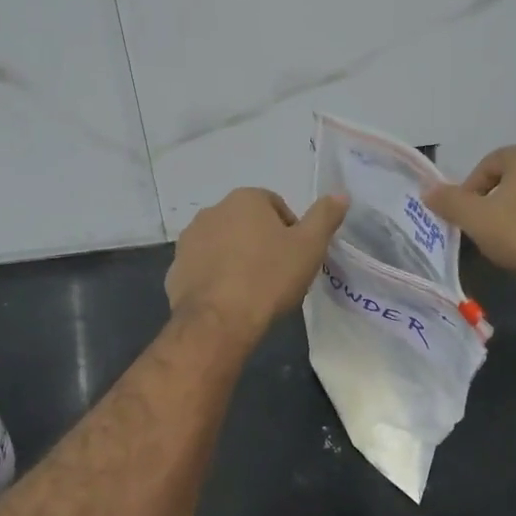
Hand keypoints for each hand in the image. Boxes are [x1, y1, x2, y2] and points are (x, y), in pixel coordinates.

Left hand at [166, 188, 349, 344]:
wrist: (219, 321)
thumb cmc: (269, 277)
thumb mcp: (309, 246)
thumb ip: (325, 216)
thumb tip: (340, 194)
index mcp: (245, 199)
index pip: (276, 206)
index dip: (291, 231)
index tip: (296, 258)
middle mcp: (212, 211)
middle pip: (247, 224)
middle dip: (262, 243)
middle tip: (278, 275)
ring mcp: (189, 241)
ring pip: (223, 245)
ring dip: (237, 259)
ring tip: (253, 290)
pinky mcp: (175, 270)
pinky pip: (203, 269)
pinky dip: (216, 279)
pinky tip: (229, 301)